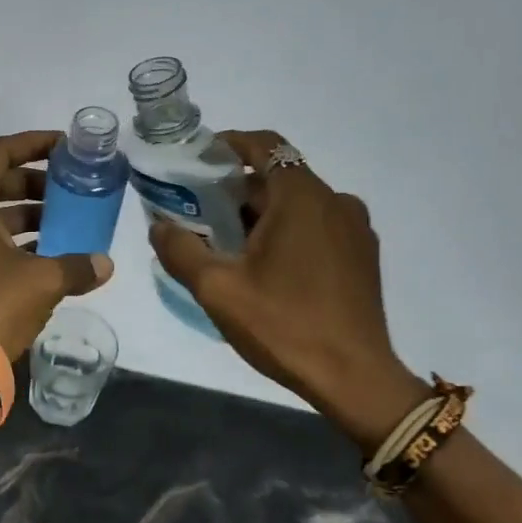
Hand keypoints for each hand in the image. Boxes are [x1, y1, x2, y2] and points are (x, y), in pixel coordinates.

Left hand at [0, 132, 113, 360]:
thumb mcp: (41, 283)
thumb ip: (76, 266)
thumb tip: (104, 265)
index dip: (33, 143)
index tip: (65, 148)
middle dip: (35, 182)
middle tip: (71, 190)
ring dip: (27, 214)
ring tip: (65, 224)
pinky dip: (13, 240)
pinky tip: (45, 257)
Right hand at [148, 130, 426, 454]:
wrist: (355, 379)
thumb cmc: (284, 325)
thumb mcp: (217, 289)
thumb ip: (181, 250)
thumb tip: (159, 226)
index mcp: (302, 197)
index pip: (265, 145)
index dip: (229, 144)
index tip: (198, 160)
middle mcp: (335, 201)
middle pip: (278, 176)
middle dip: (236, 189)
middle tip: (199, 214)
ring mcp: (355, 229)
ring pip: (297, 204)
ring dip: (261, 213)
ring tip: (227, 246)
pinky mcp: (362, 255)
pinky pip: (317, 226)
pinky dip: (287, 231)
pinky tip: (266, 267)